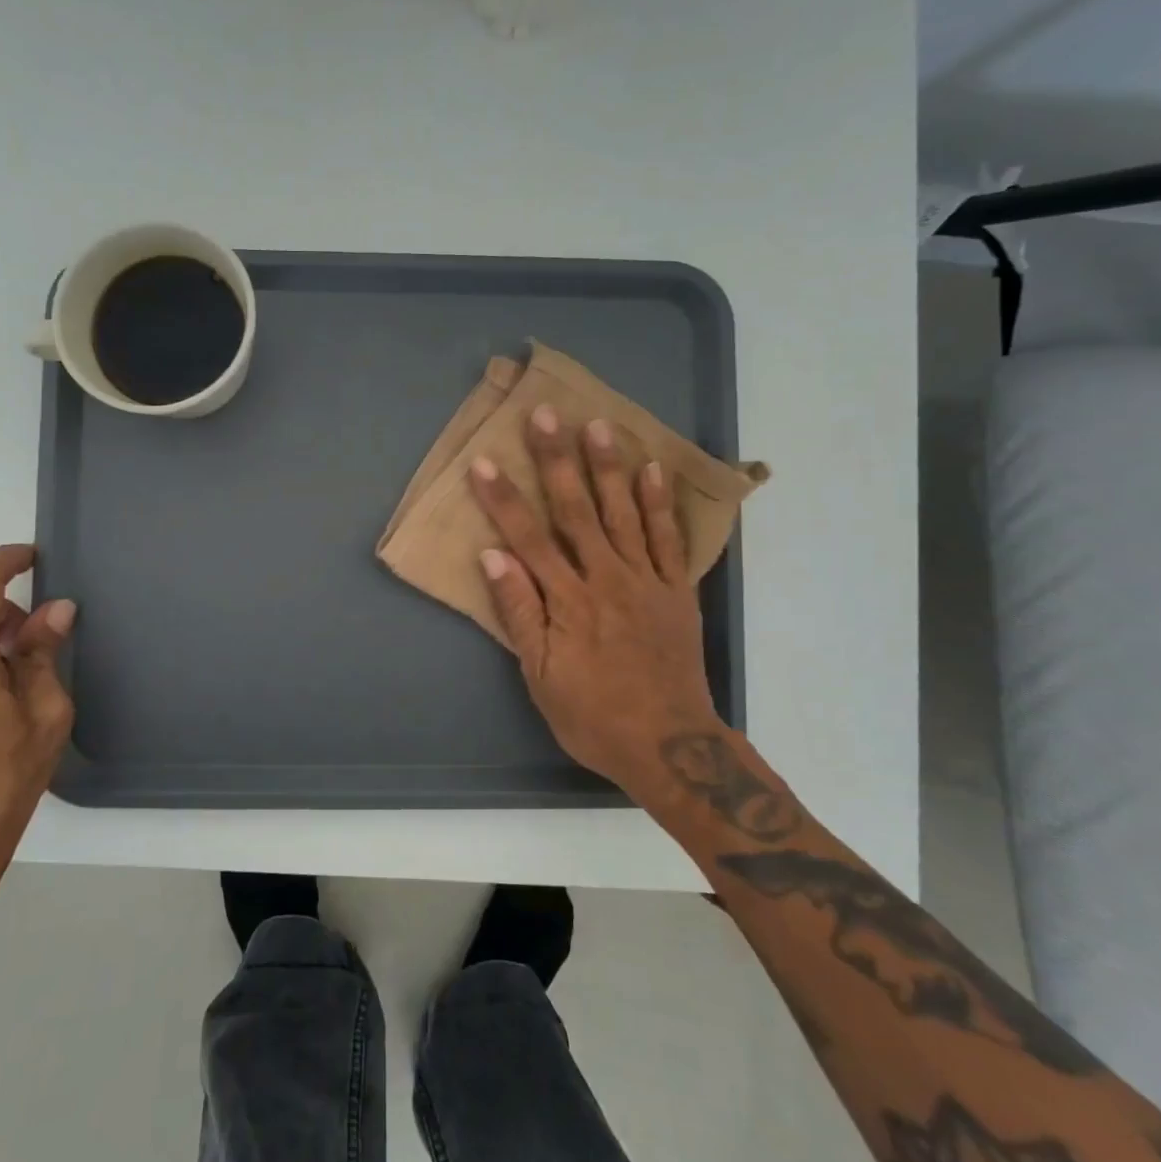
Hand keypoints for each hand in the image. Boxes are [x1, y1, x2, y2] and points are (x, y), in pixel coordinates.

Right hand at [469, 406, 720, 797]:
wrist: (671, 746)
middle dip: (556, 460)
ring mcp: (645, 580)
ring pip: (623, 513)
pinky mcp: (676, 590)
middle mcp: (606, 578)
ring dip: (607, 467)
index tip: (484, 462)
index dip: (503, 499)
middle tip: (545, 415)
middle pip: (575, 510)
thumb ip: (519, 612)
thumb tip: (492, 555)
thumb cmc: (593, 716)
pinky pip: (668, 538)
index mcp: (567, 600)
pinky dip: (659, 503)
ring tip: (597, 424)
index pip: (527, 538)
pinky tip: (652, 469)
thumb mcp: (541, 676)